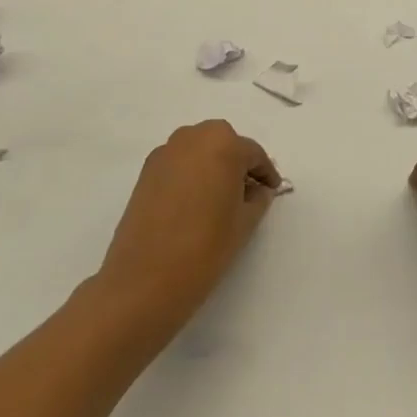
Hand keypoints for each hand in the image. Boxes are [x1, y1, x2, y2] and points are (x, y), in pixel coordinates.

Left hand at [96, 120, 282, 329]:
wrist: (145, 279)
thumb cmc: (205, 247)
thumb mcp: (245, 223)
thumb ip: (258, 198)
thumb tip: (257, 190)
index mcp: (224, 144)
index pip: (253, 154)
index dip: (265, 174)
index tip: (272, 190)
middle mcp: (193, 137)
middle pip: (224, 144)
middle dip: (237, 164)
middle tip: (246, 192)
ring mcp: (166, 152)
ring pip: (199, 151)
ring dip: (212, 166)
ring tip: (219, 198)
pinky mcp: (146, 171)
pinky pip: (178, 163)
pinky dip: (190, 175)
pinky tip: (194, 203)